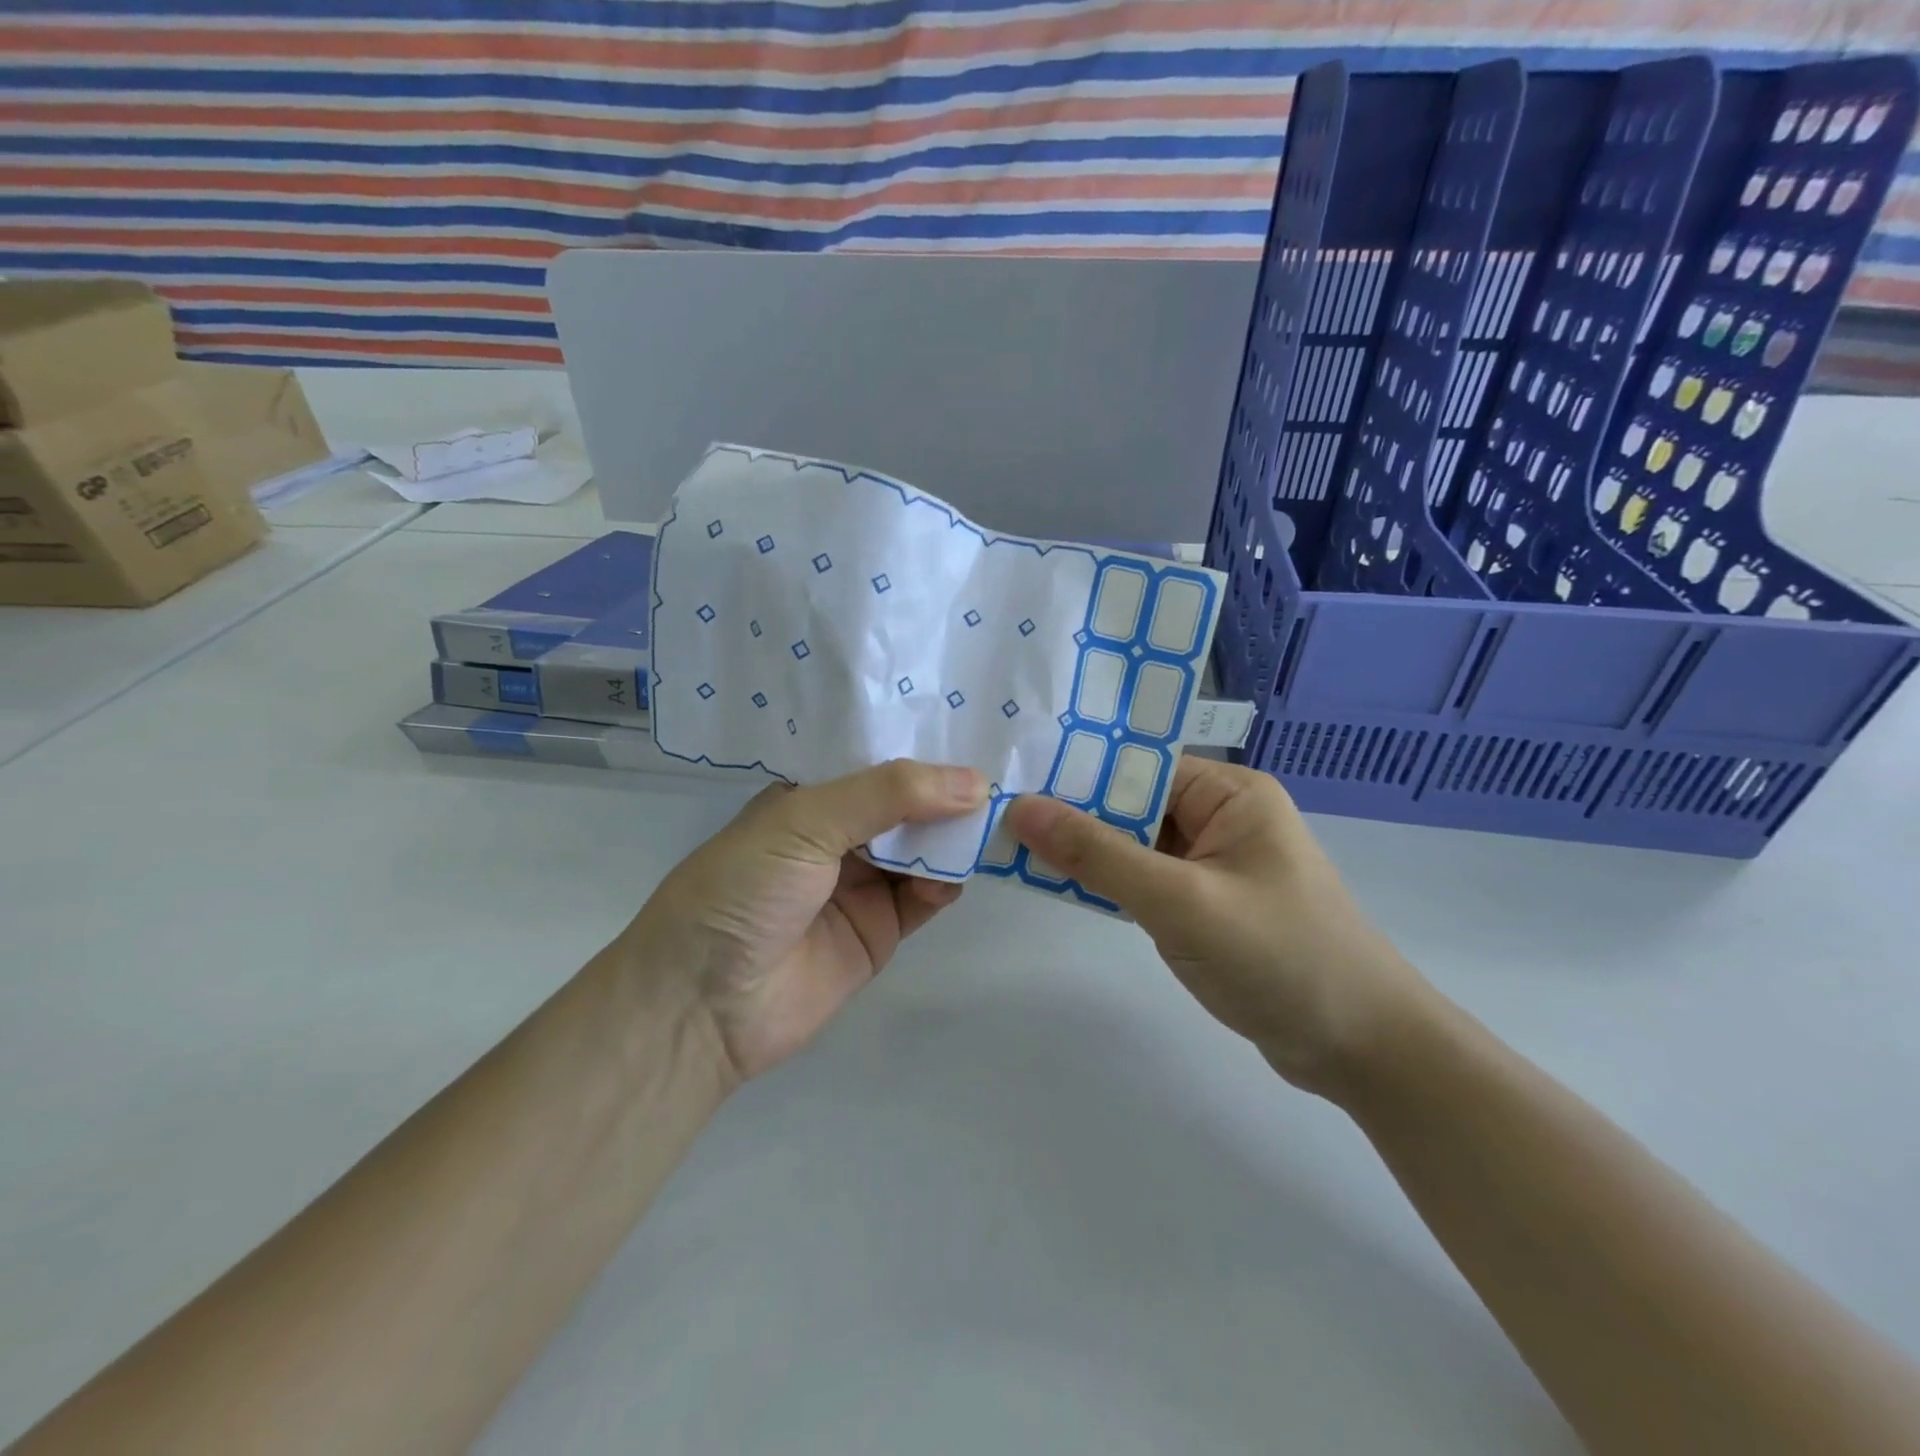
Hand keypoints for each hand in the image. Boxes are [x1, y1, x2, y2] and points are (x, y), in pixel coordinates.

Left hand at [625, 760, 987, 1082]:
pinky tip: (960, 869)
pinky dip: (947, 881)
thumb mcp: (805, 821)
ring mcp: (861, 884)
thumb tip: (975, 782)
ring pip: (922, 848)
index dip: (919, 745)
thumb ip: (888, 794)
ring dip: (952, 835)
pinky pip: (926, 897)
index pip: (874, 760)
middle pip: (905, 804)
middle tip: (1002, 768)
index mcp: (809, 798)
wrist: (703, 1006)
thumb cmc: (742, 891)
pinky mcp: (881, 930)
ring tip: (995, 815)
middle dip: (946, 790)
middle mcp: (838, 836)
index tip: (972, 721)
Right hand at [1005, 758, 1427, 1093]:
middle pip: (1132, 803)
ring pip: (1133, 844)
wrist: (1363, 1051)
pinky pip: (1145, 880)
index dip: (1076, 772)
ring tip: (1012, 846)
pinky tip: (1060, 884)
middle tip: (997, 815)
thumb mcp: (1180, 902)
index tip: (1011, 779)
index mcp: (1229, 793)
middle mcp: (1221, 818)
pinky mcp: (1207, 905)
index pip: (1138, 765)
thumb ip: (1098, 855)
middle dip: (1074, 814)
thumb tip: (1021, 808)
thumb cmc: (1280, 958)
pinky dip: (1108, 884)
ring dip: (1086, 852)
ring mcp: (1214, 864)